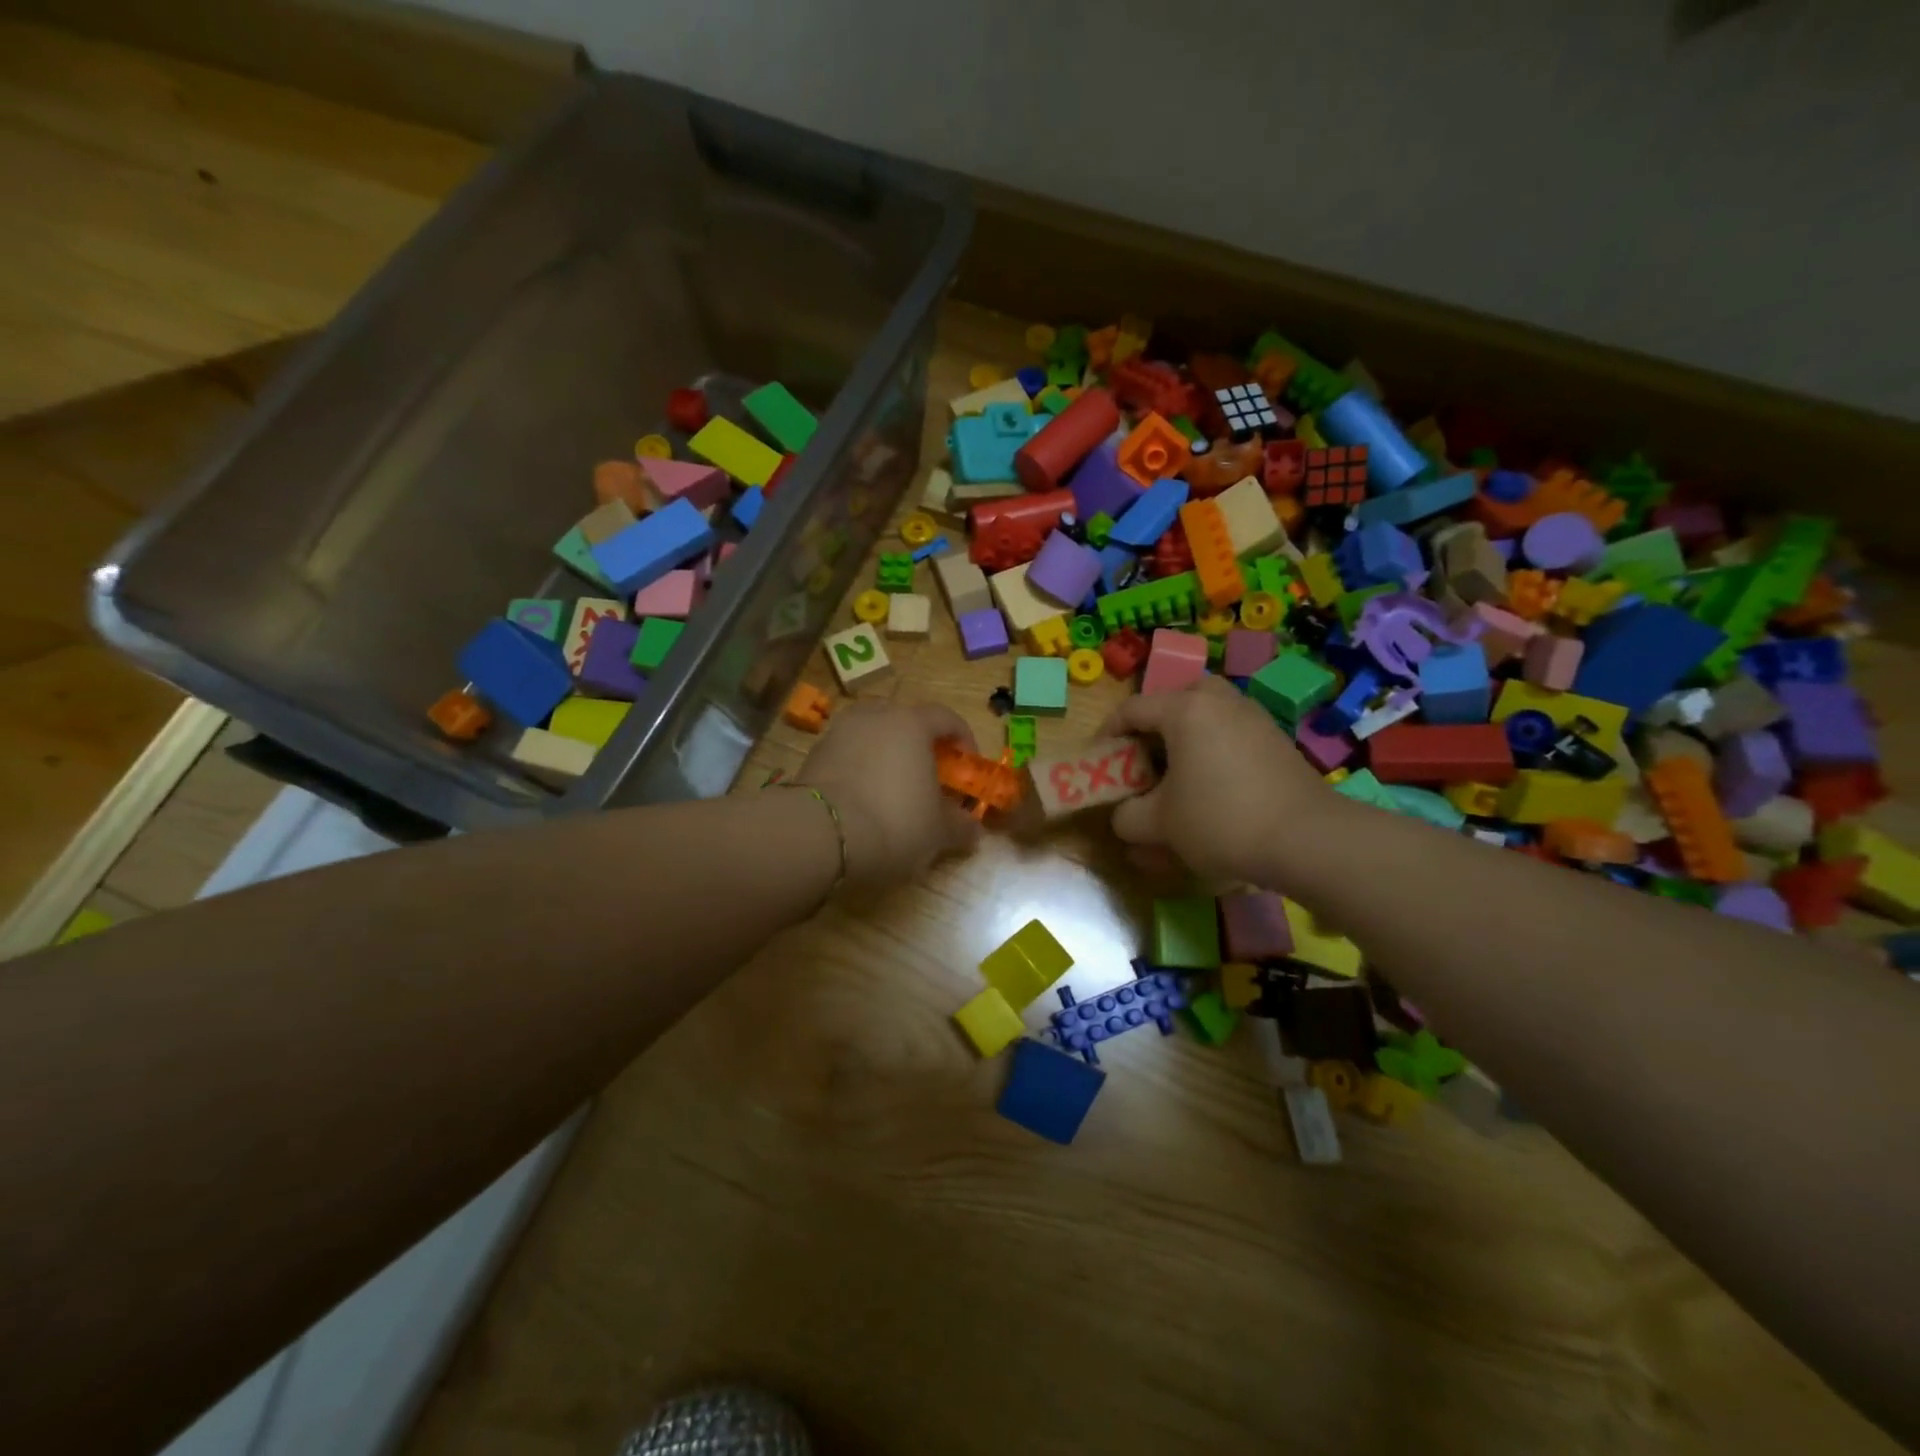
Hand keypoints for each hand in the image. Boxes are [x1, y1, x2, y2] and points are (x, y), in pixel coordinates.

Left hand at [797, 702, 982, 890]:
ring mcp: (840, 731)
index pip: (947, 718)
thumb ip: (960, 825)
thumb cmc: (894, 822)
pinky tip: (864, 802)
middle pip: (907, 723)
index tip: (967, 768)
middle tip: (931, 781)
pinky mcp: (814, 754)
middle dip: (923, 749)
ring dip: (888, 759)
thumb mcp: (938, 832)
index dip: (963, 740)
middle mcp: (875, 716)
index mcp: (912, 723)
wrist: (820, 834)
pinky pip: (849, 755)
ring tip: (894, 793)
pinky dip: (861, 771)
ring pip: (875, 738)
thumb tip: (972, 828)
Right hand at [1098, 676, 1340, 883]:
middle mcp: (1219, 702)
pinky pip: (1232, 732)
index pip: (1132, 709)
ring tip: (1176, 774)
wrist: (1308, 839)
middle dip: (1153, 725)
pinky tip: (1212, 786)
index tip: (1098, 762)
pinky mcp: (1276, 741)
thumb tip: (1124, 816)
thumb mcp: (1159, 824)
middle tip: (1143, 758)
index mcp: (1185, 710)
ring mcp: (1253, 718)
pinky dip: (1213, 749)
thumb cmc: (1221, 820)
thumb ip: (1127, 817)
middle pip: (1175, 698)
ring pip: (1208, 713)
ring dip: (1185, 735)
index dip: (1107, 735)